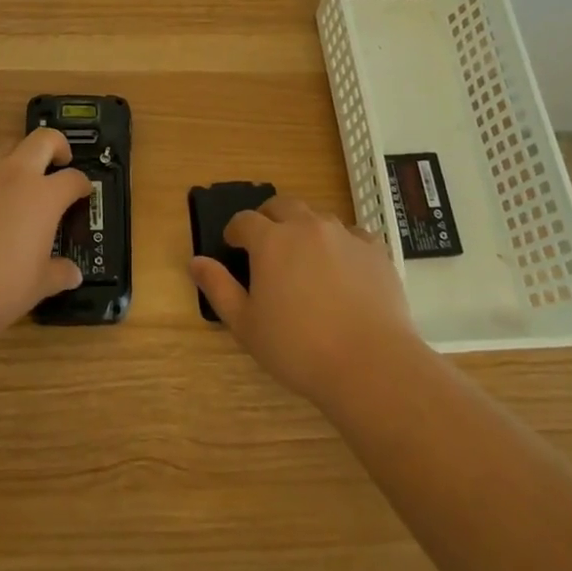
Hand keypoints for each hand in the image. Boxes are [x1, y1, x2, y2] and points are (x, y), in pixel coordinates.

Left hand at [0, 128, 90, 343]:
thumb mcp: (37, 287)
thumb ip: (58, 274)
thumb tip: (72, 274)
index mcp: (44, 196)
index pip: (73, 178)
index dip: (82, 184)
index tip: (82, 192)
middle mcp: (14, 174)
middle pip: (43, 139)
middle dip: (56, 145)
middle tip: (58, 162)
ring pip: (4, 147)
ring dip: (16, 157)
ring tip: (15, 179)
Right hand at [191, 194, 417, 406]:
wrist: (370, 365)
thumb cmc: (298, 348)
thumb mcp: (246, 325)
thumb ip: (218, 288)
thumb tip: (196, 261)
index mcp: (271, 240)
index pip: (244, 220)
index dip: (235, 231)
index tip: (233, 246)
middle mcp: (306, 226)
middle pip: (281, 205)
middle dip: (268, 218)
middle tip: (266, 245)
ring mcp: (344, 235)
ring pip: (318, 217)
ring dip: (305, 229)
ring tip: (305, 259)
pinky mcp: (375, 251)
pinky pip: (353, 235)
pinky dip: (342, 244)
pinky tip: (343, 269)